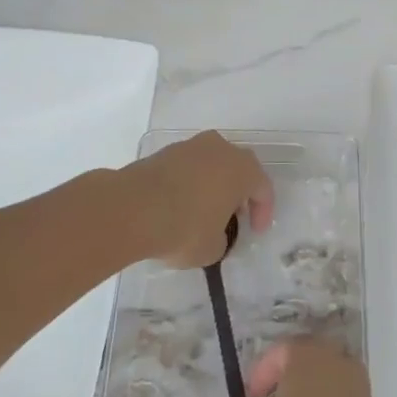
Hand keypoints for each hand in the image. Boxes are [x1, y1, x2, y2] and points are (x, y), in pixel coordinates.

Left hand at [116, 131, 274, 268]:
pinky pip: (187, 168)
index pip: (263, 188)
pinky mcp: (164, 152)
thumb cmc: (184, 228)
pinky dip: (188, 184)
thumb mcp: (212, 249)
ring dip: (212, 185)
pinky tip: (178, 206)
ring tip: (203, 212)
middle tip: (233, 217)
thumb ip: (222, 239)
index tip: (256, 232)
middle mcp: (221, 149)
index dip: (263, 212)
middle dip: (238, 193)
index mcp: (242, 169)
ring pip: (210, 165)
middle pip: (238, 169)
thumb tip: (214, 234)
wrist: (133, 208)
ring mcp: (191, 146)